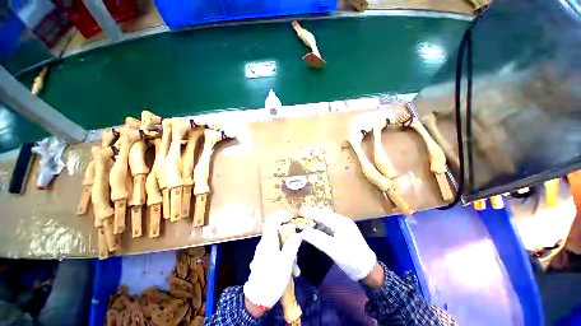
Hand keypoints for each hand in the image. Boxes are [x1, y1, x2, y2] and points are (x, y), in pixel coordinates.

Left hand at [243, 213, 302, 312]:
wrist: (257, 299)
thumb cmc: (273, 278)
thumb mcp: (286, 262)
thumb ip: (292, 245)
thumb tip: (298, 234)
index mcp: (268, 241)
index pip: (273, 222)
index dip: (283, 217)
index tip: (293, 219)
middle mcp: (264, 244)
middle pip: (276, 232)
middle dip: (288, 236)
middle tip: (297, 243)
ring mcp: (262, 252)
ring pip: (277, 243)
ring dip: (287, 249)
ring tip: (295, 265)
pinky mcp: (263, 260)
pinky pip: (275, 251)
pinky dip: (283, 255)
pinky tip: (289, 269)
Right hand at [300, 207, 376, 280]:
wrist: (368, 270)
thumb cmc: (351, 259)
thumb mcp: (333, 250)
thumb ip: (317, 239)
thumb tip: (303, 232)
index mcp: (341, 222)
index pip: (322, 214)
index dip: (310, 212)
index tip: (299, 211)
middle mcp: (342, 221)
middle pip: (324, 214)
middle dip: (312, 214)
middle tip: (301, 216)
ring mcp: (344, 226)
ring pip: (326, 220)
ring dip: (316, 220)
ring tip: (306, 221)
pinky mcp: (343, 232)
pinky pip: (329, 225)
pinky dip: (321, 226)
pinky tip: (316, 229)